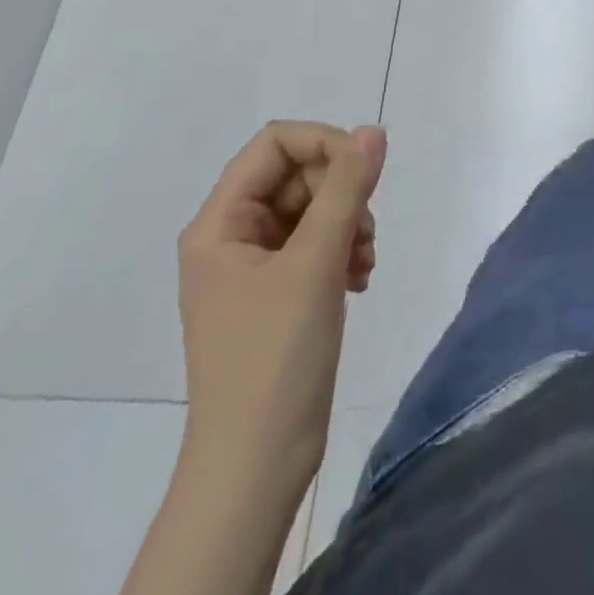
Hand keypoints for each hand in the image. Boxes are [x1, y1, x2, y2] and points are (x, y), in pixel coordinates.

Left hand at [176, 122, 386, 492]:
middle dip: (342, 192)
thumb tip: (373, 132)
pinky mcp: (278, 293)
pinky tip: (359, 280)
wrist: (257, 463)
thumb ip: (347, 189)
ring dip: (349, 223)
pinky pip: (317, 244)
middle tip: (365, 231)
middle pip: (298, 175)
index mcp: (220, 224)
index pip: (275, 144)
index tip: (366, 172)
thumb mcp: (315, 261)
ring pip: (313, 209)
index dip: (325, 144)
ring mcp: (255, 267)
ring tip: (365, 261)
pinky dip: (344, 251)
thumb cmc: (275, 356)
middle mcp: (232, 237)